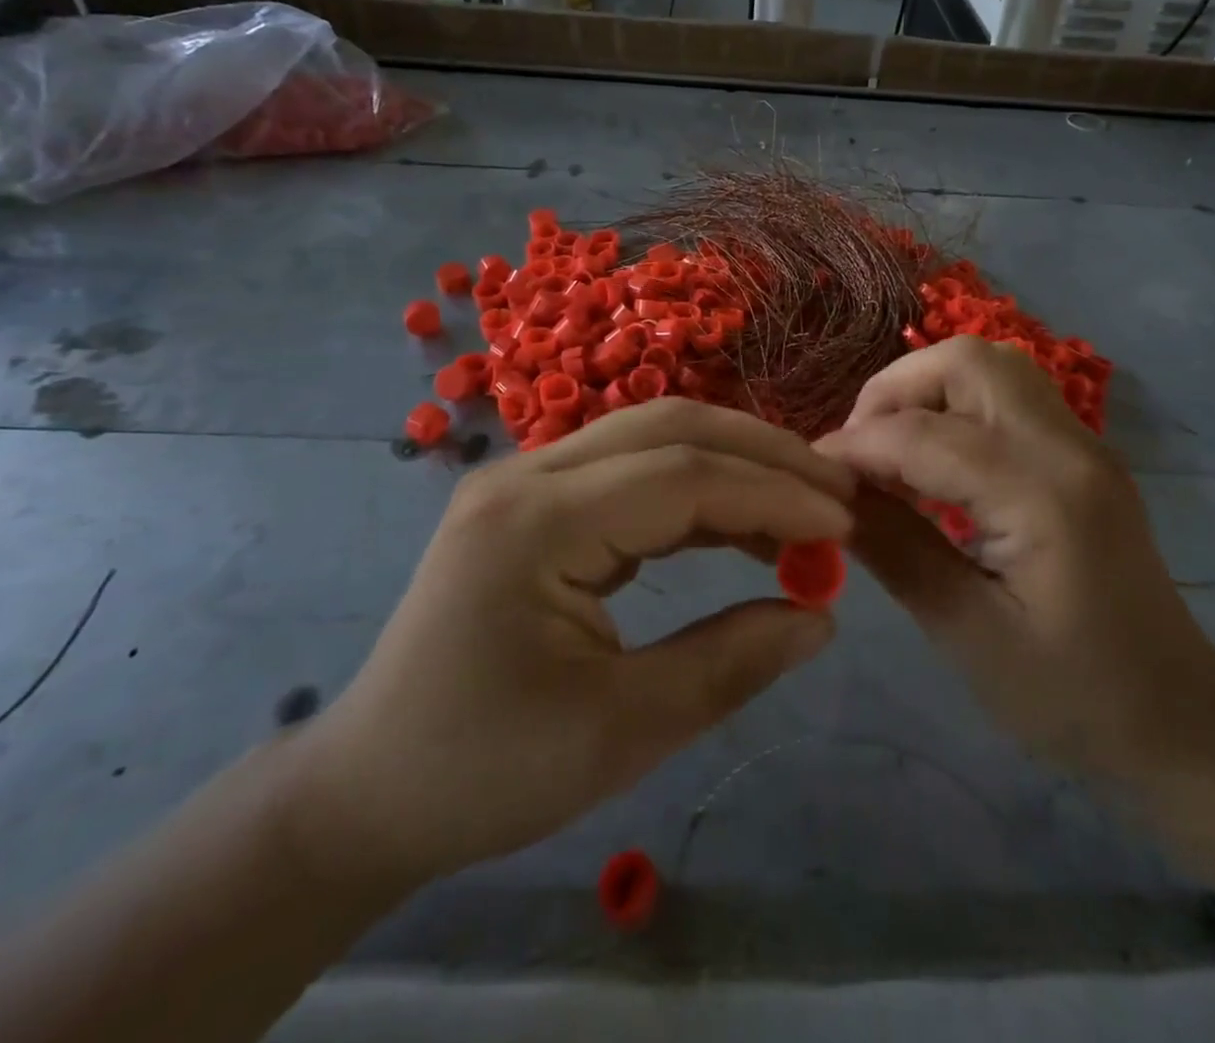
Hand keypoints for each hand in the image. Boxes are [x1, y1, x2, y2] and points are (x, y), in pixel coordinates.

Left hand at [283, 400, 854, 891]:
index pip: (682, 476)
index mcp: (536, 523)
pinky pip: (634, 470)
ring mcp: (528, 480)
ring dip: (735, 463)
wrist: (370, 788)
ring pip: (654, 436)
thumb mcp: (620, 733)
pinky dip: (698, 489)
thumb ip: (729, 664)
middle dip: (763, 453)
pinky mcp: (538, 500)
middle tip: (835, 492)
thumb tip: (821, 617)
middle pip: (670, 426)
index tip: (843, 525)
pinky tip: (741, 525)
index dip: (772, 494)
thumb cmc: (486, 771)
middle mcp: (528, 475)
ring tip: (802, 509)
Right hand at [817, 336, 1214, 792]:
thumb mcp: (967, 633)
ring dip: (926, 390)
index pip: (924, 435)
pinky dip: (955, 406)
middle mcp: (1068, 447)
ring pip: (991, 366)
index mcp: (1043, 495)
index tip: (811, 473)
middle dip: (895, 389)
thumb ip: (895, 549)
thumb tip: (829, 496)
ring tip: (888, 449)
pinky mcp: (1082, 454)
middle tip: (857, 449)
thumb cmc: (1070, 696)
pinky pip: (1007, 395)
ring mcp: (1083, 443)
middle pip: (968, 362)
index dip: (855, 446)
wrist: (1177, 719)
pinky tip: (931, 462)